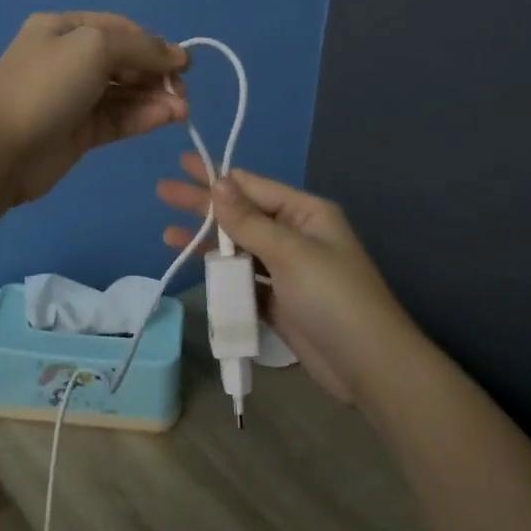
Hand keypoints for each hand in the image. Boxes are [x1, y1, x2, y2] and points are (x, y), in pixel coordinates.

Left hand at [0, 12, 188, 205]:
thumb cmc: (45, 86)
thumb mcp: (94, 47)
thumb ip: (141, 48)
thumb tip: (178, 55)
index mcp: (64, 29)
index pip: (120, 29)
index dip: (154, 43)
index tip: (183, 63)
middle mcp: (69, 59)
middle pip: (125, 61)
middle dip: (157, 73)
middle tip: (183, 90)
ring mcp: (74, 97)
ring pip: (125, 93)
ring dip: (156, 98)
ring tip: (182, 109)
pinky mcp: (80, 132)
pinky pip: (119, 119)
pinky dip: (144, 117)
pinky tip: (169, 118)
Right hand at [157, 154, 414, 405]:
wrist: (368, 365)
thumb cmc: (332, 297)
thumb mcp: (290, 252)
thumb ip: (249, 220)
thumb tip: (219, 182)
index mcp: (306, 213)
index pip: (253, 186)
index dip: (216, 176)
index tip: (182, 165)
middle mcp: (296, 235)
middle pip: (242, 214)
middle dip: (203, 205)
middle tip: (163, 192)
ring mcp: (287, 271)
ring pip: (239, 248)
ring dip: (207, 241)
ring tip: (168, 234)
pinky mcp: (279, 302)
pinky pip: (243, 279)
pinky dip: (220, 273)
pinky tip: (195, 269)